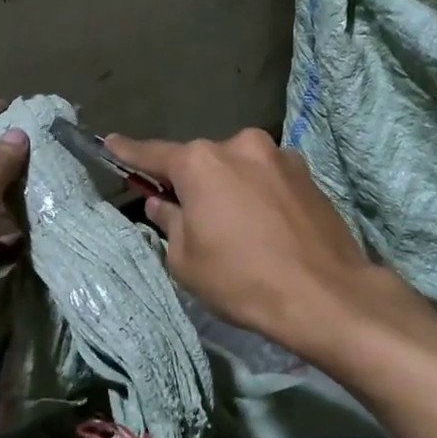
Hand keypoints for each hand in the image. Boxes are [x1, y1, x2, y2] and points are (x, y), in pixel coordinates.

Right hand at [105, 128, 392, 356]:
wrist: (326, 295)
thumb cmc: (243, 280)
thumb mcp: (187, 261)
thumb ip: (169, 221)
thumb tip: (161, 203)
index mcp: (201, 163)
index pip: (154, 154)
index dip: (128, 152)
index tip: (110, 142)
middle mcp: (240, 145)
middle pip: (202, 162)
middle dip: (192, 182)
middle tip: (190, 217)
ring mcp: (280, 155)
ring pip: (238, 168)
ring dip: (230, 188)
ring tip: (237, 229)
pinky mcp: (308, 173)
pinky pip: (268, 178)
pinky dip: (259, 194)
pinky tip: (267, 228)